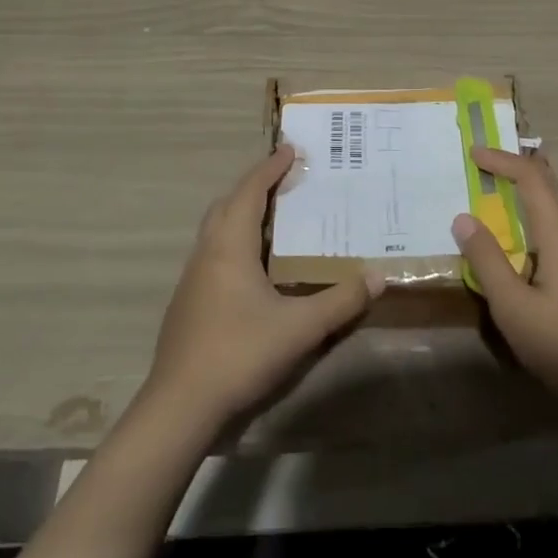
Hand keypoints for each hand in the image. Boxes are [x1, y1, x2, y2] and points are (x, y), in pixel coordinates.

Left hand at [144, 145, 377, 434]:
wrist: (178, 408)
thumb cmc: (239, 354)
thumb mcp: (299, 329)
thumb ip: (340, 302)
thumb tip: (378, 276)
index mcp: (230, 246)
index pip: (250, 191)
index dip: (270, 168)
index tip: (291, 149)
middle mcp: (207, 253)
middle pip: (228, 204)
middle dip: (254, 186)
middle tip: (283, 179)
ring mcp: (192, 279)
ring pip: (216, 229)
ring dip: (241, 213)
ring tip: (272, 217)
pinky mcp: (188, 303)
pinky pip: (213, 253)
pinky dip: (233, 241)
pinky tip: (252, 268)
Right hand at [451, 145, 557, 415]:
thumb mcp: (515, 308)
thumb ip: (487, 261)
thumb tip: (463, 218)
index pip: (530, 177)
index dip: (501, 160)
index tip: (473, 153)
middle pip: (548, 183)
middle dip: (515, 167)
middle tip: (483, 164)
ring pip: (556, 204)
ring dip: (526, 191)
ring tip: (496, 194)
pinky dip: (535, 215)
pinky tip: (521, 242)